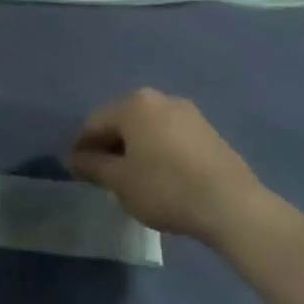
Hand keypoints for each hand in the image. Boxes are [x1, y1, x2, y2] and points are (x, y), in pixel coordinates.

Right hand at [68, 89, 267, 243]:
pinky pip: (168, 136)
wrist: (230, 204)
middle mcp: (160, 98)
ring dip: (133, 148)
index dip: (81, 147)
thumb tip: (73, 159)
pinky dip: (156, 151)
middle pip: (121, 120)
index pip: (94, 122)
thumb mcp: (120, 181)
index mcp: (134, 104)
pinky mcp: (207, 131)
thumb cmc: (164, 188)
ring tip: (130, 178)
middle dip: (108, 145)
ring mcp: (188, 113)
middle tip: (102, 175)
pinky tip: (159, 176)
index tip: (76, 172)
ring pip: (146, 128)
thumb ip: (92, 166)